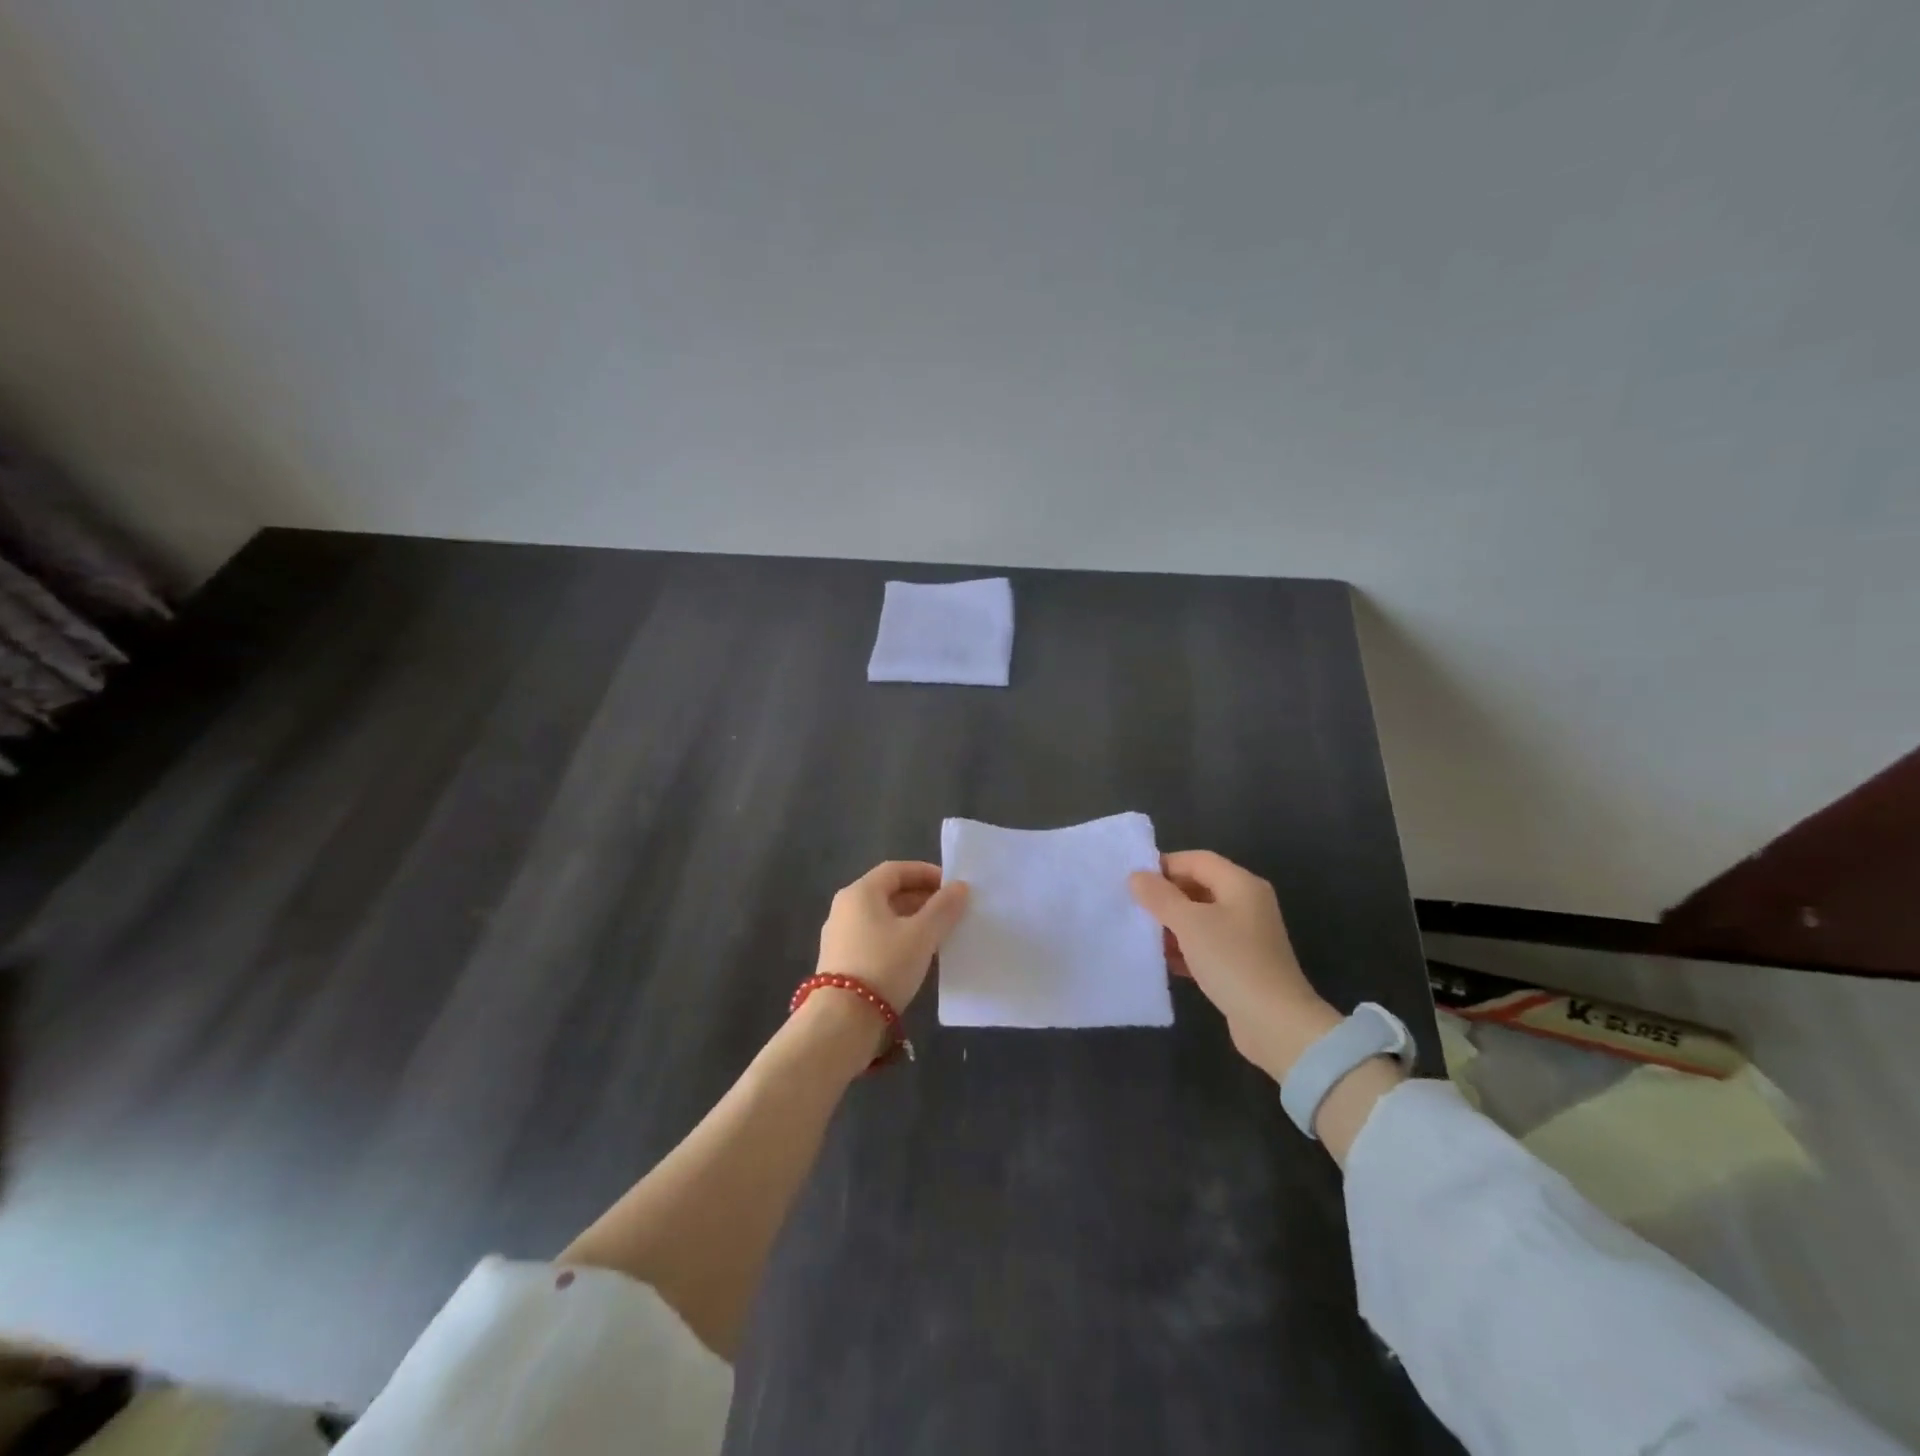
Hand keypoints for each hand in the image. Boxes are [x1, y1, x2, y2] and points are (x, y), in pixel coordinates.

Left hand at [816, 861, 969, 1012]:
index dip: (925, 873)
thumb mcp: (921, 935)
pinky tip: (916, 955)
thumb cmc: (884, 965)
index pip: (896, 870)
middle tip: (950, 910)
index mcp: (860, 892)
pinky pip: (875, 938)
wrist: (842, 1021)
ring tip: (939, 933)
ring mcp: (839, 935)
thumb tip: (959, 887)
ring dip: (911, 920)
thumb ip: (943, 908)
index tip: (951, 886)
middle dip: (921, 898)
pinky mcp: (841, 961)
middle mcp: (845, 908)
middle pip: (887, 892)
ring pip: (882, 917)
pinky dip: (898, 938)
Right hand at [1129, 851, 1340, 1079]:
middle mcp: (1246, 904)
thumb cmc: (1232, 962)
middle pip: (1199, 887)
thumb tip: (1136, 876)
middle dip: (1166, 896)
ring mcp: (1246, 935)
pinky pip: (1206, 944)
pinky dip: (1185, 948)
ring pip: (1200, 918)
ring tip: (1143, 935)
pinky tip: (1163, 961)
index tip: (1133, 881)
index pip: (1196, 860)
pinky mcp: (1241, 963)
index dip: (1164, 865)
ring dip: (1172, 924)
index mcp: (1240, 884)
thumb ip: (1160, 896)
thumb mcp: (1190, 923)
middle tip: (1133, 907)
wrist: (1276, 1024)